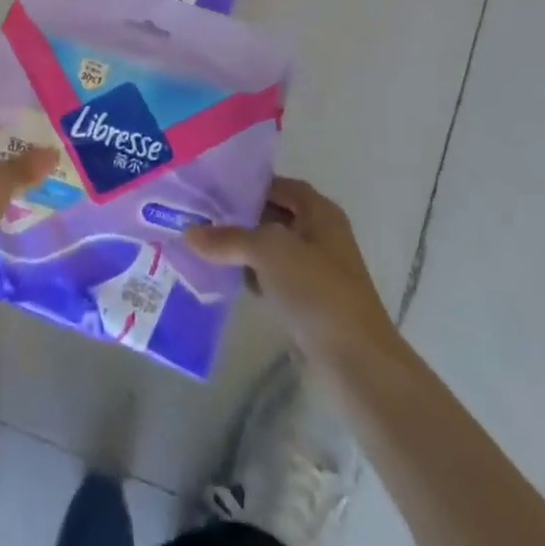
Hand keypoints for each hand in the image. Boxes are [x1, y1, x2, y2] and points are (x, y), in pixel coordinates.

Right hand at [186, 177, 397, 361]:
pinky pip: (273, 277)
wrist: (355, 361)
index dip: (245, 184)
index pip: (276, 185)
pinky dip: (252, 275)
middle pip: (272, 215)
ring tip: (202, 245)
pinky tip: (225, 278)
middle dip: (238, 217)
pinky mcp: (308, 300)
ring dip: (242, 249)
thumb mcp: (268, 251)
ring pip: (270, 248)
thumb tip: (189, 233)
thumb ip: (228, 238)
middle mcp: (319, 234)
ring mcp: (315, 269)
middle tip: (198, 216)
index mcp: (319, 211)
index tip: (209, 189)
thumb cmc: (316, 290)